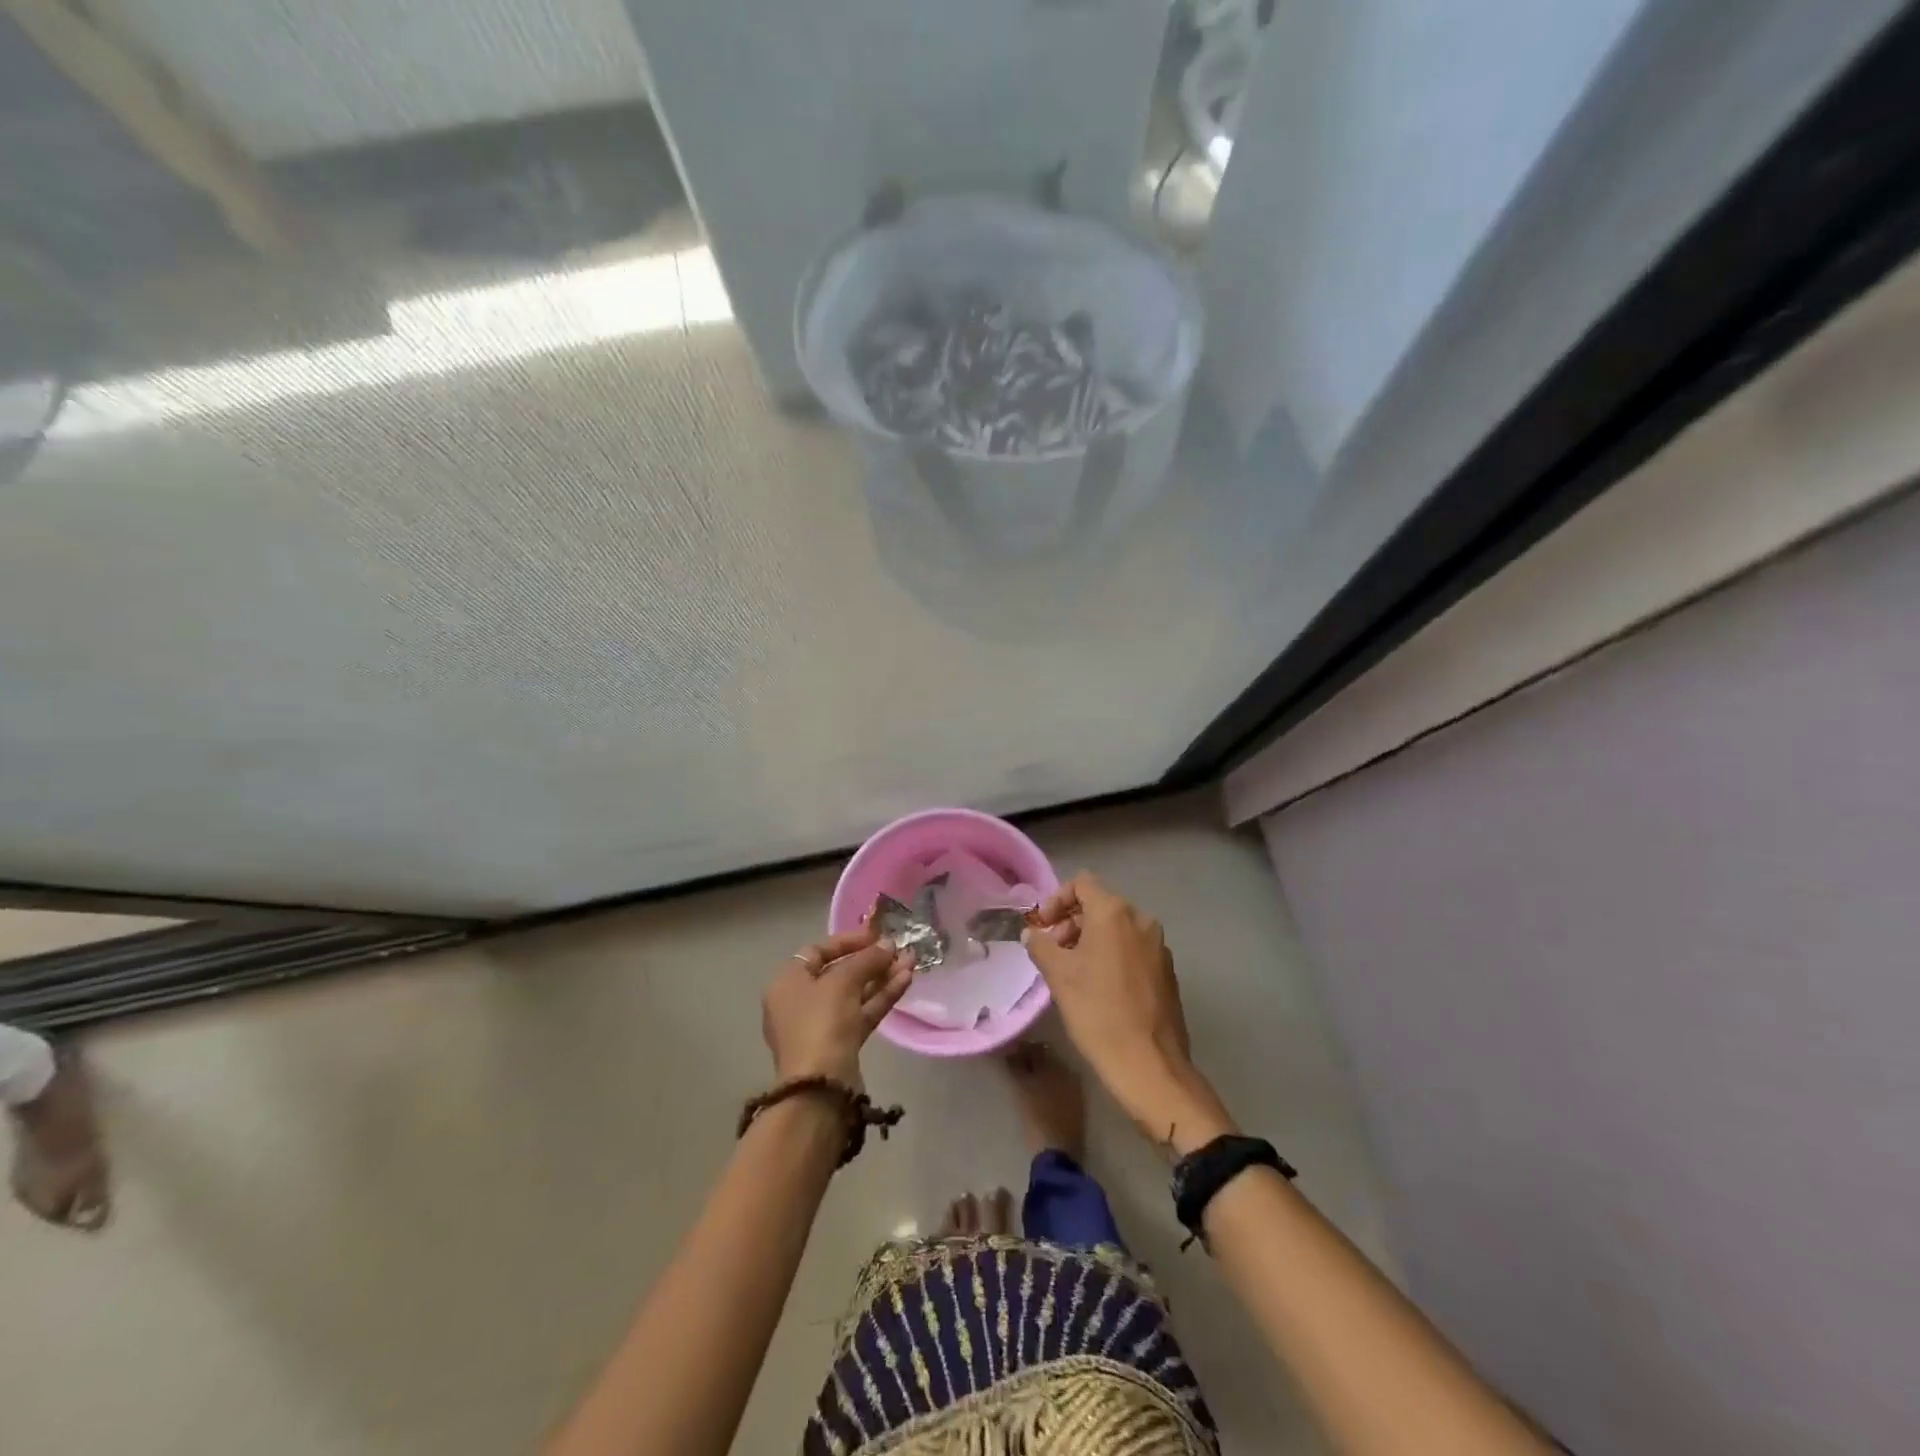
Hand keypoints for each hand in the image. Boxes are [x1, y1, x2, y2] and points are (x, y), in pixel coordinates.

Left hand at [762, 927, 913, 1088]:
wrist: (821, 1087)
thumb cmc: (821, 1022)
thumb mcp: (843, 982)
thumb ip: (867, 959)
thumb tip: (888, 945)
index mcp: (788, 982)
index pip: (818, 951)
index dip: (847, 941)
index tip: (875, 935)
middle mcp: (800, 1002)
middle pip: (839, 973)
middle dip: (871, 960)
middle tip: (898, 949)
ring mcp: (821, 1025)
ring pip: (855, 994)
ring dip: (882, 977)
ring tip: (911, 962)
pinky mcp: (841, 1044)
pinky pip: (862, 1012)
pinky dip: (882, 997)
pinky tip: (906, 981)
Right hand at [1023, 873, 1234, 1151]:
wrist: (1149, 1064)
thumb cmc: (1098, 1012)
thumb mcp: (1059, 976)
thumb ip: (1041, 946)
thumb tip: (1032, 933)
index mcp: (1114, 913)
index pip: (1082, 884)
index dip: (1056, 900)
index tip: (1043, 927)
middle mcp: (1141, 920)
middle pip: (1100, 904)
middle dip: (1072, 922)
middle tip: (1053, 951)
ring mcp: (1159, 945)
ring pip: (1117, 928)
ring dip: (1091, 940)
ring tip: (1073, 971)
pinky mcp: (1167, 970)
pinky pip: (1133, 948)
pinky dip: (1113, 955)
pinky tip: (1100, 987)